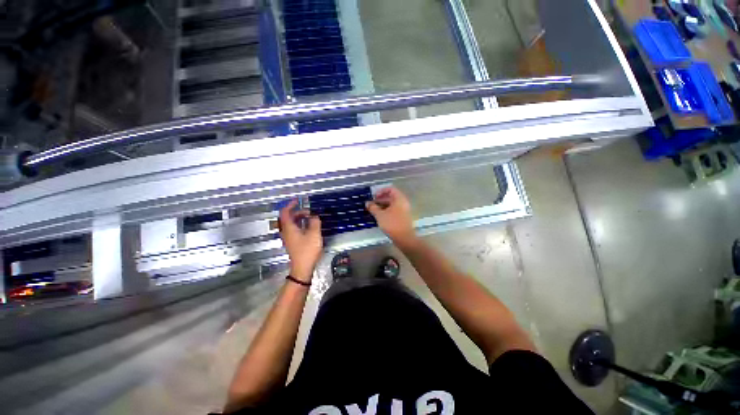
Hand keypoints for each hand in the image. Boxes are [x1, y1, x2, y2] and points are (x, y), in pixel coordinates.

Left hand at [279, 200, 322, 281]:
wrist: (302, 267)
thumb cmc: (307, 250)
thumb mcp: (314, 234)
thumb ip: (315, 222)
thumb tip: (314, 216)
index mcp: (289, 228)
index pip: (285, 212)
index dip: (290, 205)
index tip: (298, 201)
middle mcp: (286, 231)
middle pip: (288, 217)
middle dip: (298, 212)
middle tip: (310, 212)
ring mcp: (288, 237)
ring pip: (291, 224)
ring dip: (299, 218)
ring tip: (311, 218)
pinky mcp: (292, 242)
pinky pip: (294, 229)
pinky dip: (300, 224)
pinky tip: (309, 227)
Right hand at [366, 187, 417, 247]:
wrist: (404, 238)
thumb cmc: (392, 224)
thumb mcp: (380, 215)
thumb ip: (373, 207)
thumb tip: (367, 203)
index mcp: (399, 199)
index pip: (391, 189)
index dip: (381, 191)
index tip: (374, 196)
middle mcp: (403, 202)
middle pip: (391, 196)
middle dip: (380, 199)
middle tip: (372, 203)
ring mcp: (404, 210)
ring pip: (392, 204)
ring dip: (383, 205)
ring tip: (373, 210)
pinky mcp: (403, 217)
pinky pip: (394, 210)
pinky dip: (387, 210)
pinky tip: (379, 216)